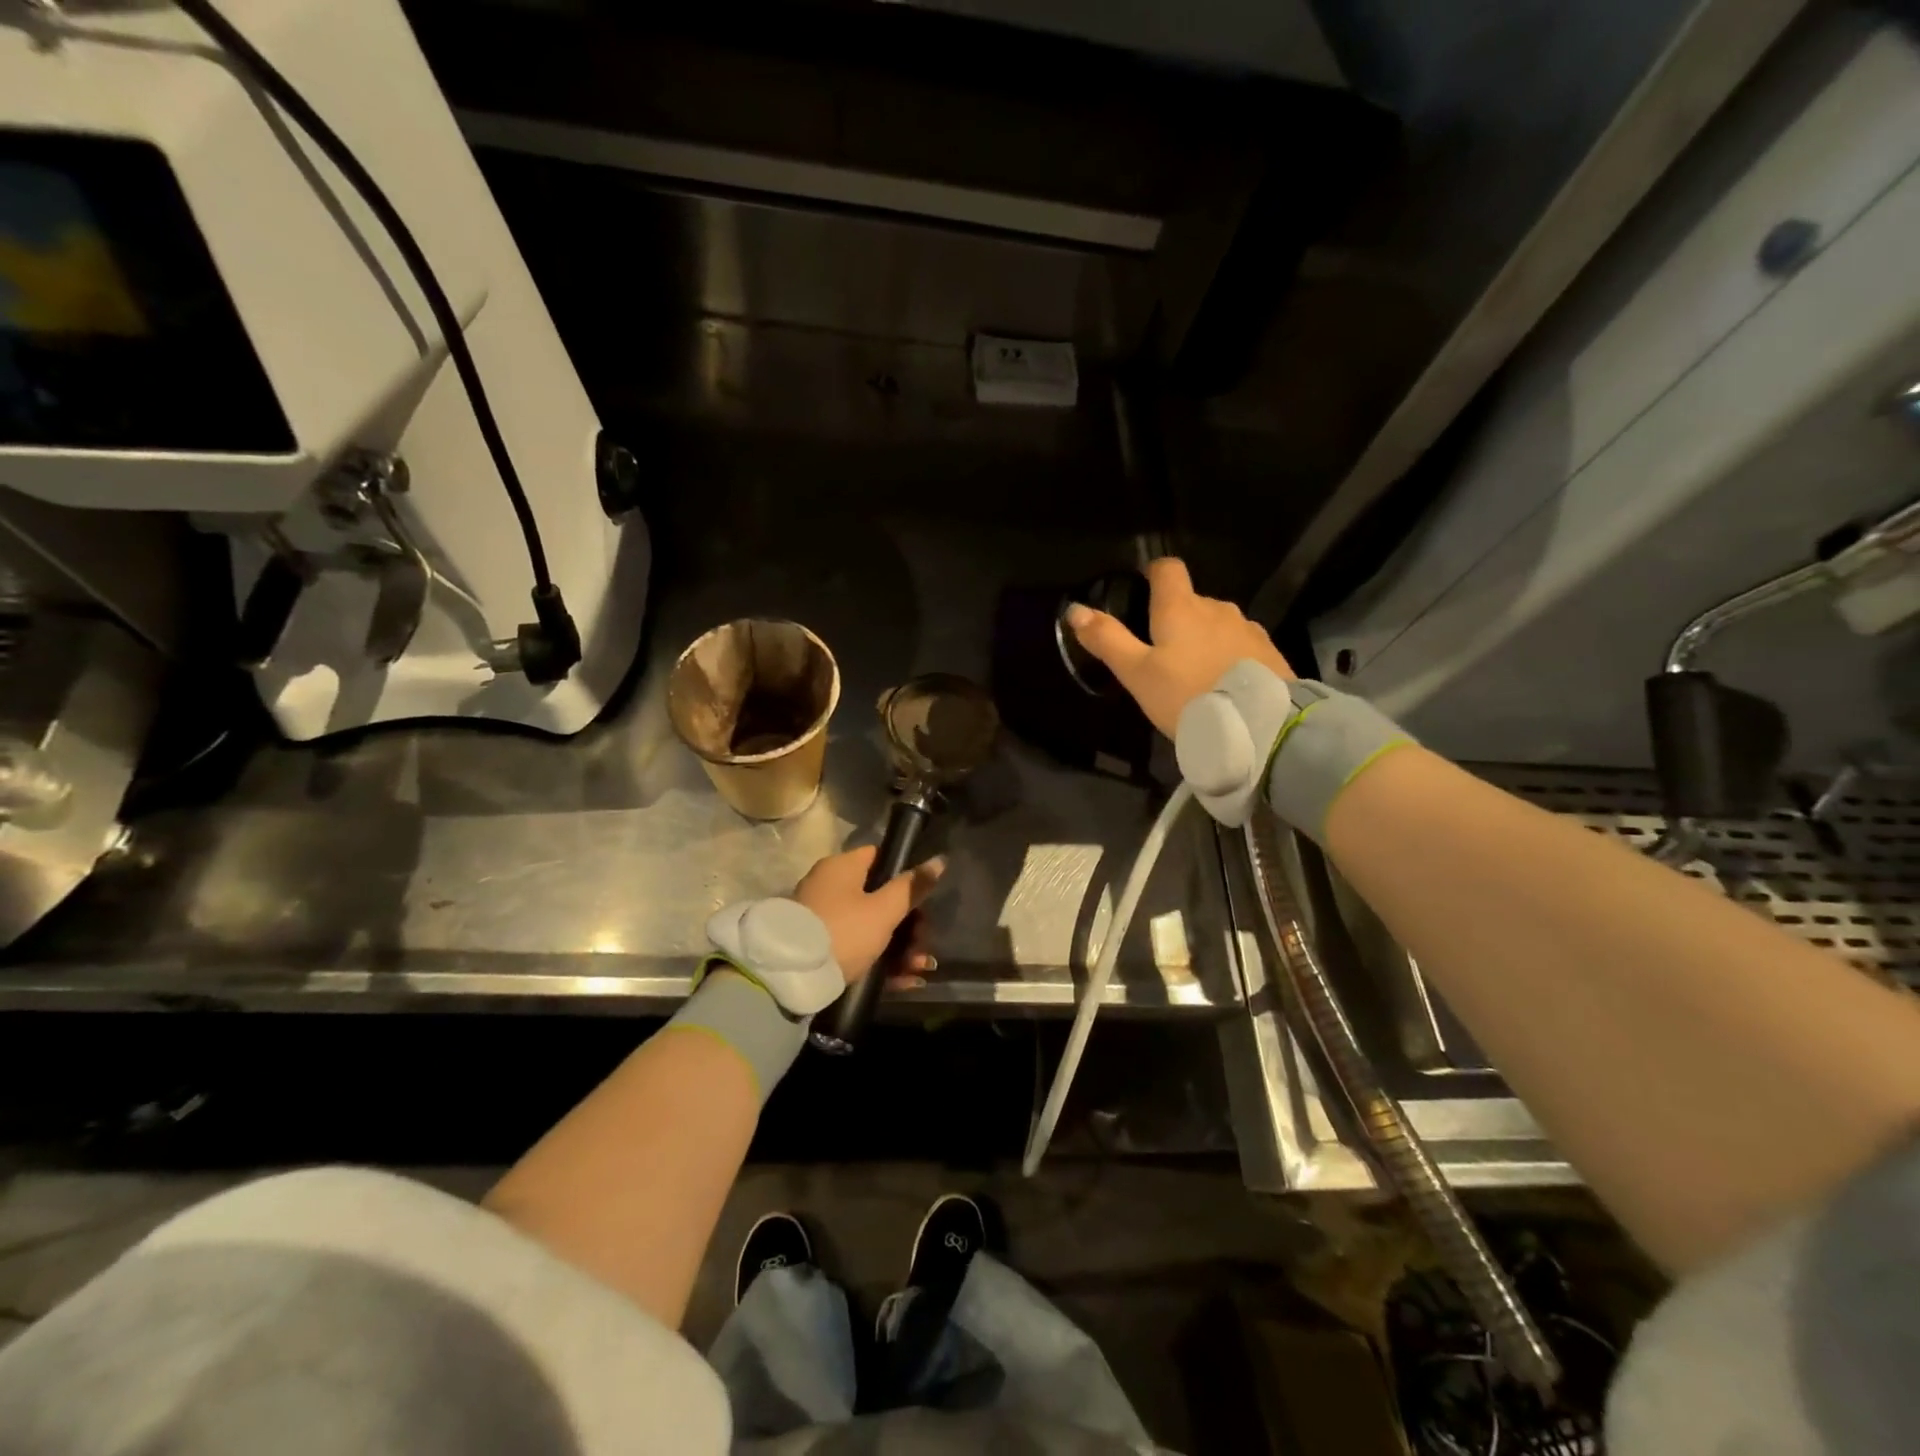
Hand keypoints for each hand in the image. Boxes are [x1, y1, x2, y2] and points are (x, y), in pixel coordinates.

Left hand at [793, 846, 944, 986]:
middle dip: (909, 923)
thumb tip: (939, 860)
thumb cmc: (843, 932)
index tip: (925, 898)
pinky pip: (857, 949)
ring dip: (900, 947)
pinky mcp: (819, 949)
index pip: (879, 858)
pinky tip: (906, 981)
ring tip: (921, 968)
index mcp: (841, 868)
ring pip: (870, 928)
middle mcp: (829, 888)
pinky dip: (881, 962)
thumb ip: (911, 888)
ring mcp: (822, 919)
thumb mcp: (883, 911)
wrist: (789, 978)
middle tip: (926, 942)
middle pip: (878, 897)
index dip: (904, 874)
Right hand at [1066, 557, 1292, 736]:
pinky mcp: (1269, 652)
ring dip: (1204, 639)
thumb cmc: (1187, 695)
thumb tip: (1075, 610)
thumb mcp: (1137, 674)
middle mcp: (1217, 607)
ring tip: (1193, 674)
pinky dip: (1227, 656)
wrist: (1259, 725)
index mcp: (1181, 607)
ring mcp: (1247, 628)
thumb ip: (1107, 640)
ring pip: (1217, 624)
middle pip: (1191, 600)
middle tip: (1161, 654)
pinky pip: (1240, 644)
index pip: (1167, 569)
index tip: (1142, 592)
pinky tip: (1222, 684)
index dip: (1152, 575)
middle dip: (1176, 618)